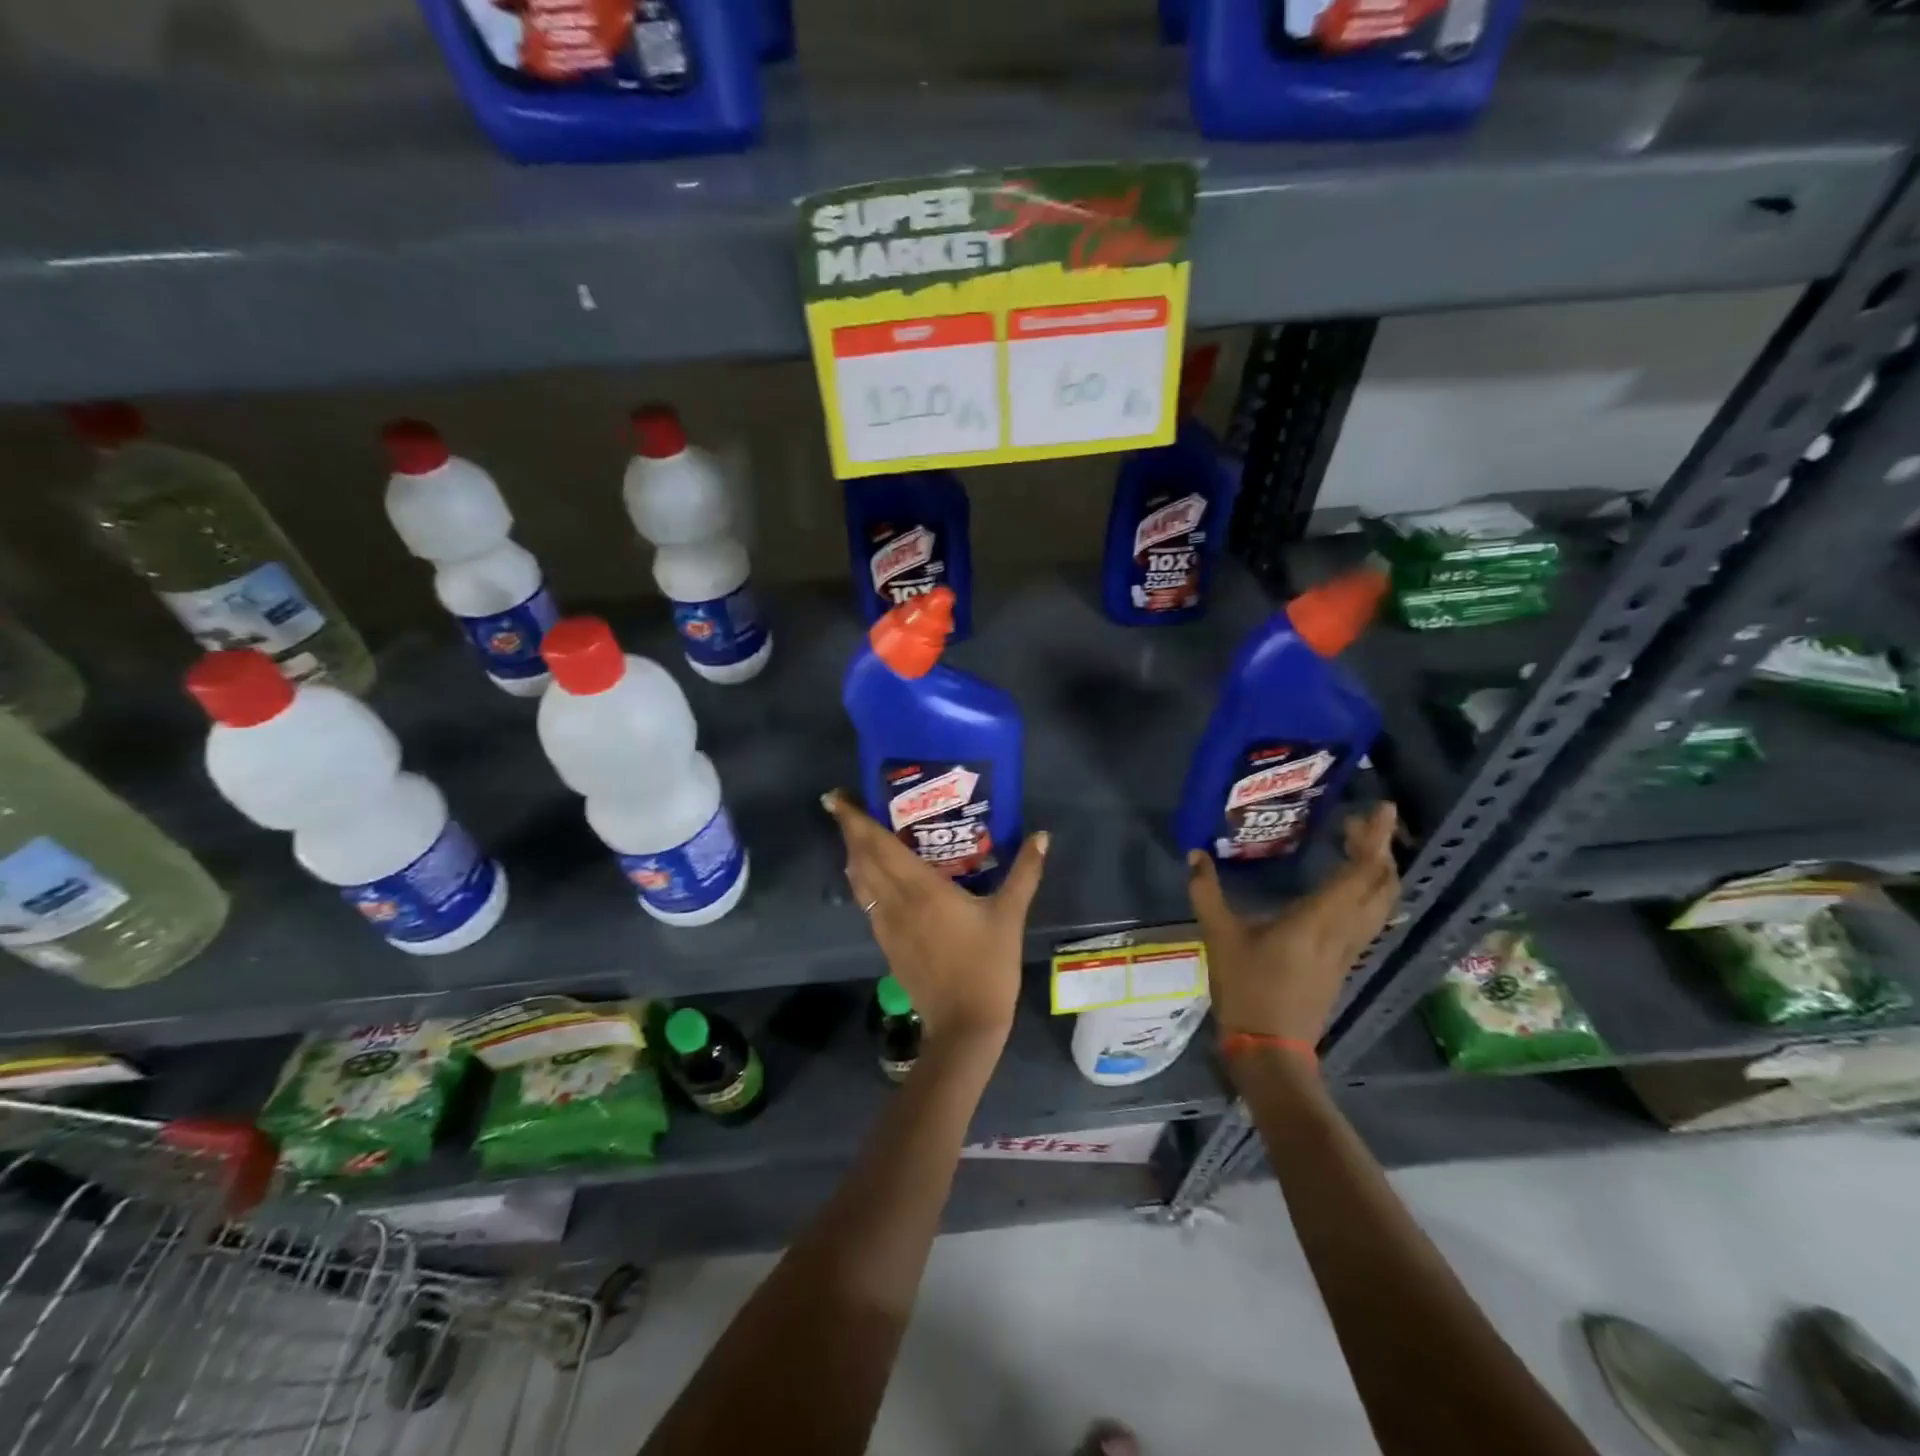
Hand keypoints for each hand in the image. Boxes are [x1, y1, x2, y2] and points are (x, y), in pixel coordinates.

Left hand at [822, 790, 1048, 1049]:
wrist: (964, 1025)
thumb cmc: (987, 966)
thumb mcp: (1009, 915)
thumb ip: (1025, 873)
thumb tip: (1042, 836)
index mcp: (920, 888)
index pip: (877, 845)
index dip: (853, 820)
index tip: (835, 797)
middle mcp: (895, 902)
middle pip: (861, 859)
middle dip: (849, 831)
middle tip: (846, 806)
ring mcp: (886, 925)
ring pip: (859, 882)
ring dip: (853, 855)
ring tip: (857, 834)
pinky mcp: (887, 944)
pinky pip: (867, 901)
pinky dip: (863, 880)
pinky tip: (875, 877)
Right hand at [1187, 802, 1399, 1044]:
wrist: (1271, 1048)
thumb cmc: (1247, 989)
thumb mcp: (1219, 936)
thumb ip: (1207, 892)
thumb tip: (1195, 854)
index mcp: (1319, 919)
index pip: (1361, 872)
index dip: (1374, 838)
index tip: (1380, 808)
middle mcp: (1344, 930)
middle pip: (1382, 884)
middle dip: (1380, 849)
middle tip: (1362, 822)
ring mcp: (1349, 949)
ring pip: (1381, 903)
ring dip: (1379, 871)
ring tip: (1359, 846)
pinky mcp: (1344, 962)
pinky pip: (1370, 918)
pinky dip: (1369, 893)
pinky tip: (1349, 887)